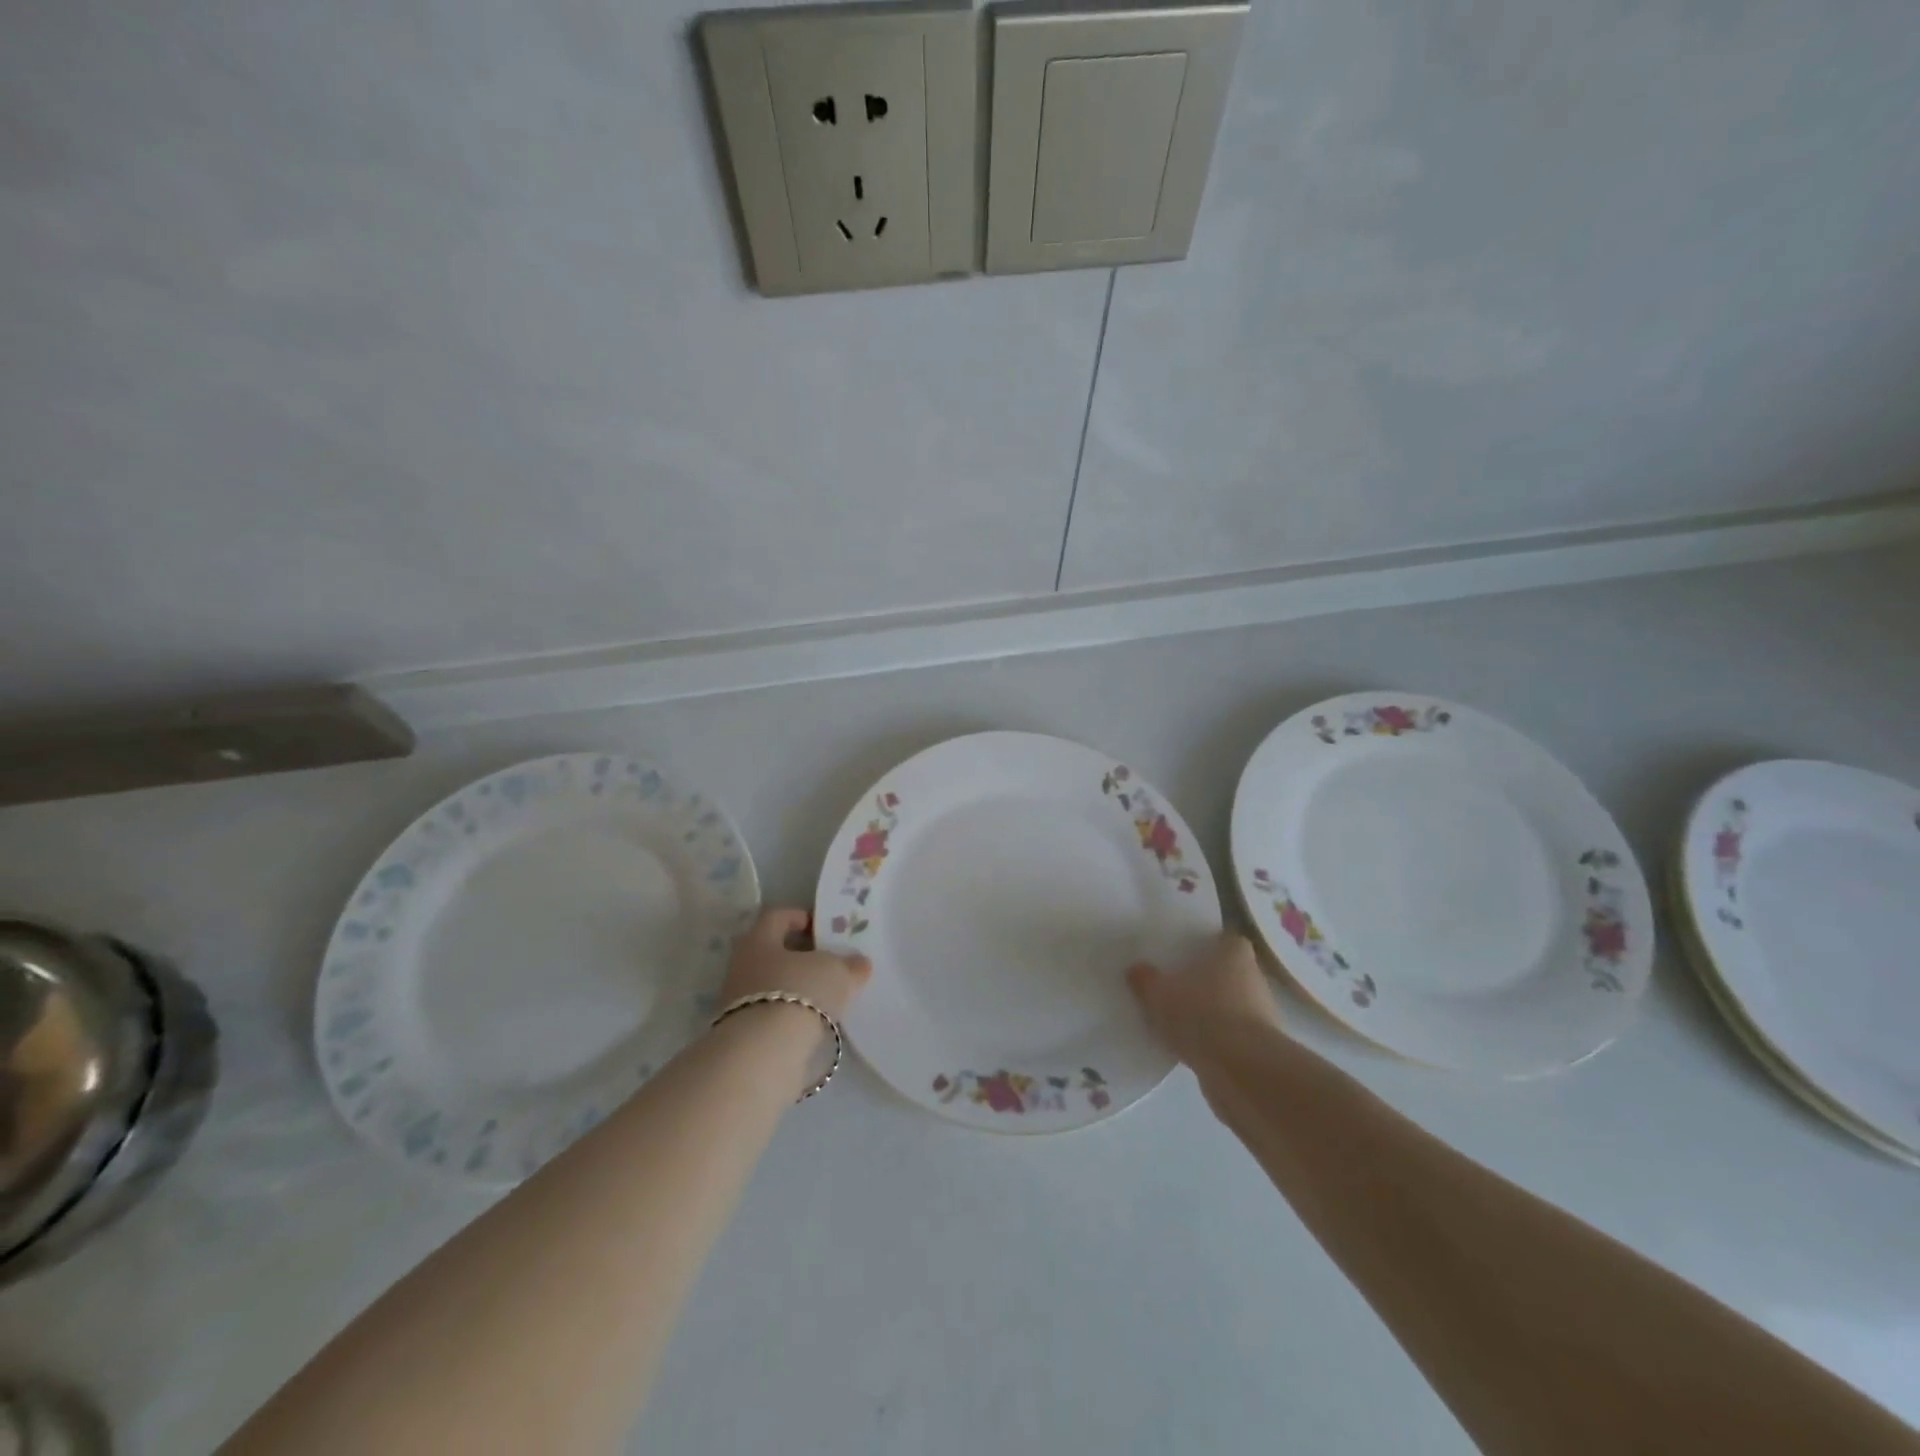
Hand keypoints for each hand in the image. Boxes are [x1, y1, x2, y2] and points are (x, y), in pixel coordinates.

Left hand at [720, 907, 871, 1021]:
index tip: (822, 927)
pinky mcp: (744, 1033)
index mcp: (759, 939)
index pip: (776, 917)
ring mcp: (738, 1002)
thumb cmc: (799, 992)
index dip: (799, 917)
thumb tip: (859, 963)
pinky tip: (814, 1021)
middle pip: (772, 951)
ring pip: (772, 984)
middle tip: (828, 960)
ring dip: (795, 986)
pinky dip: (791, 1013)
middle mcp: (742, 966)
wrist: (764, 1053)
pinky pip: (772, 1013)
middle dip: (799, 955)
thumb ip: (850, 965)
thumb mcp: (836, 972)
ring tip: (826, 994)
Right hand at [1127, 933, 1281, 1066]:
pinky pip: (1230, 1036)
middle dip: (1203, 981)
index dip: (1204, 946)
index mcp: (1235, 952)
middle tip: (1172, 987)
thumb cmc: (1202, 1014)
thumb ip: (1145, 979)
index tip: (1182, 955)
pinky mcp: (1259, 1048)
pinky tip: (1189, 1048)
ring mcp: (1261, 1015)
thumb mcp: (1159, 993)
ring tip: (1177, 1021)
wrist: (1242, 1071)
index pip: (1222, 940)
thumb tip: (1136, 969)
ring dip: (1208, 1013)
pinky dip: (1214, 1040)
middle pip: (1225, 973)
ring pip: (1228, 1006)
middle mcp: (1254, 978)